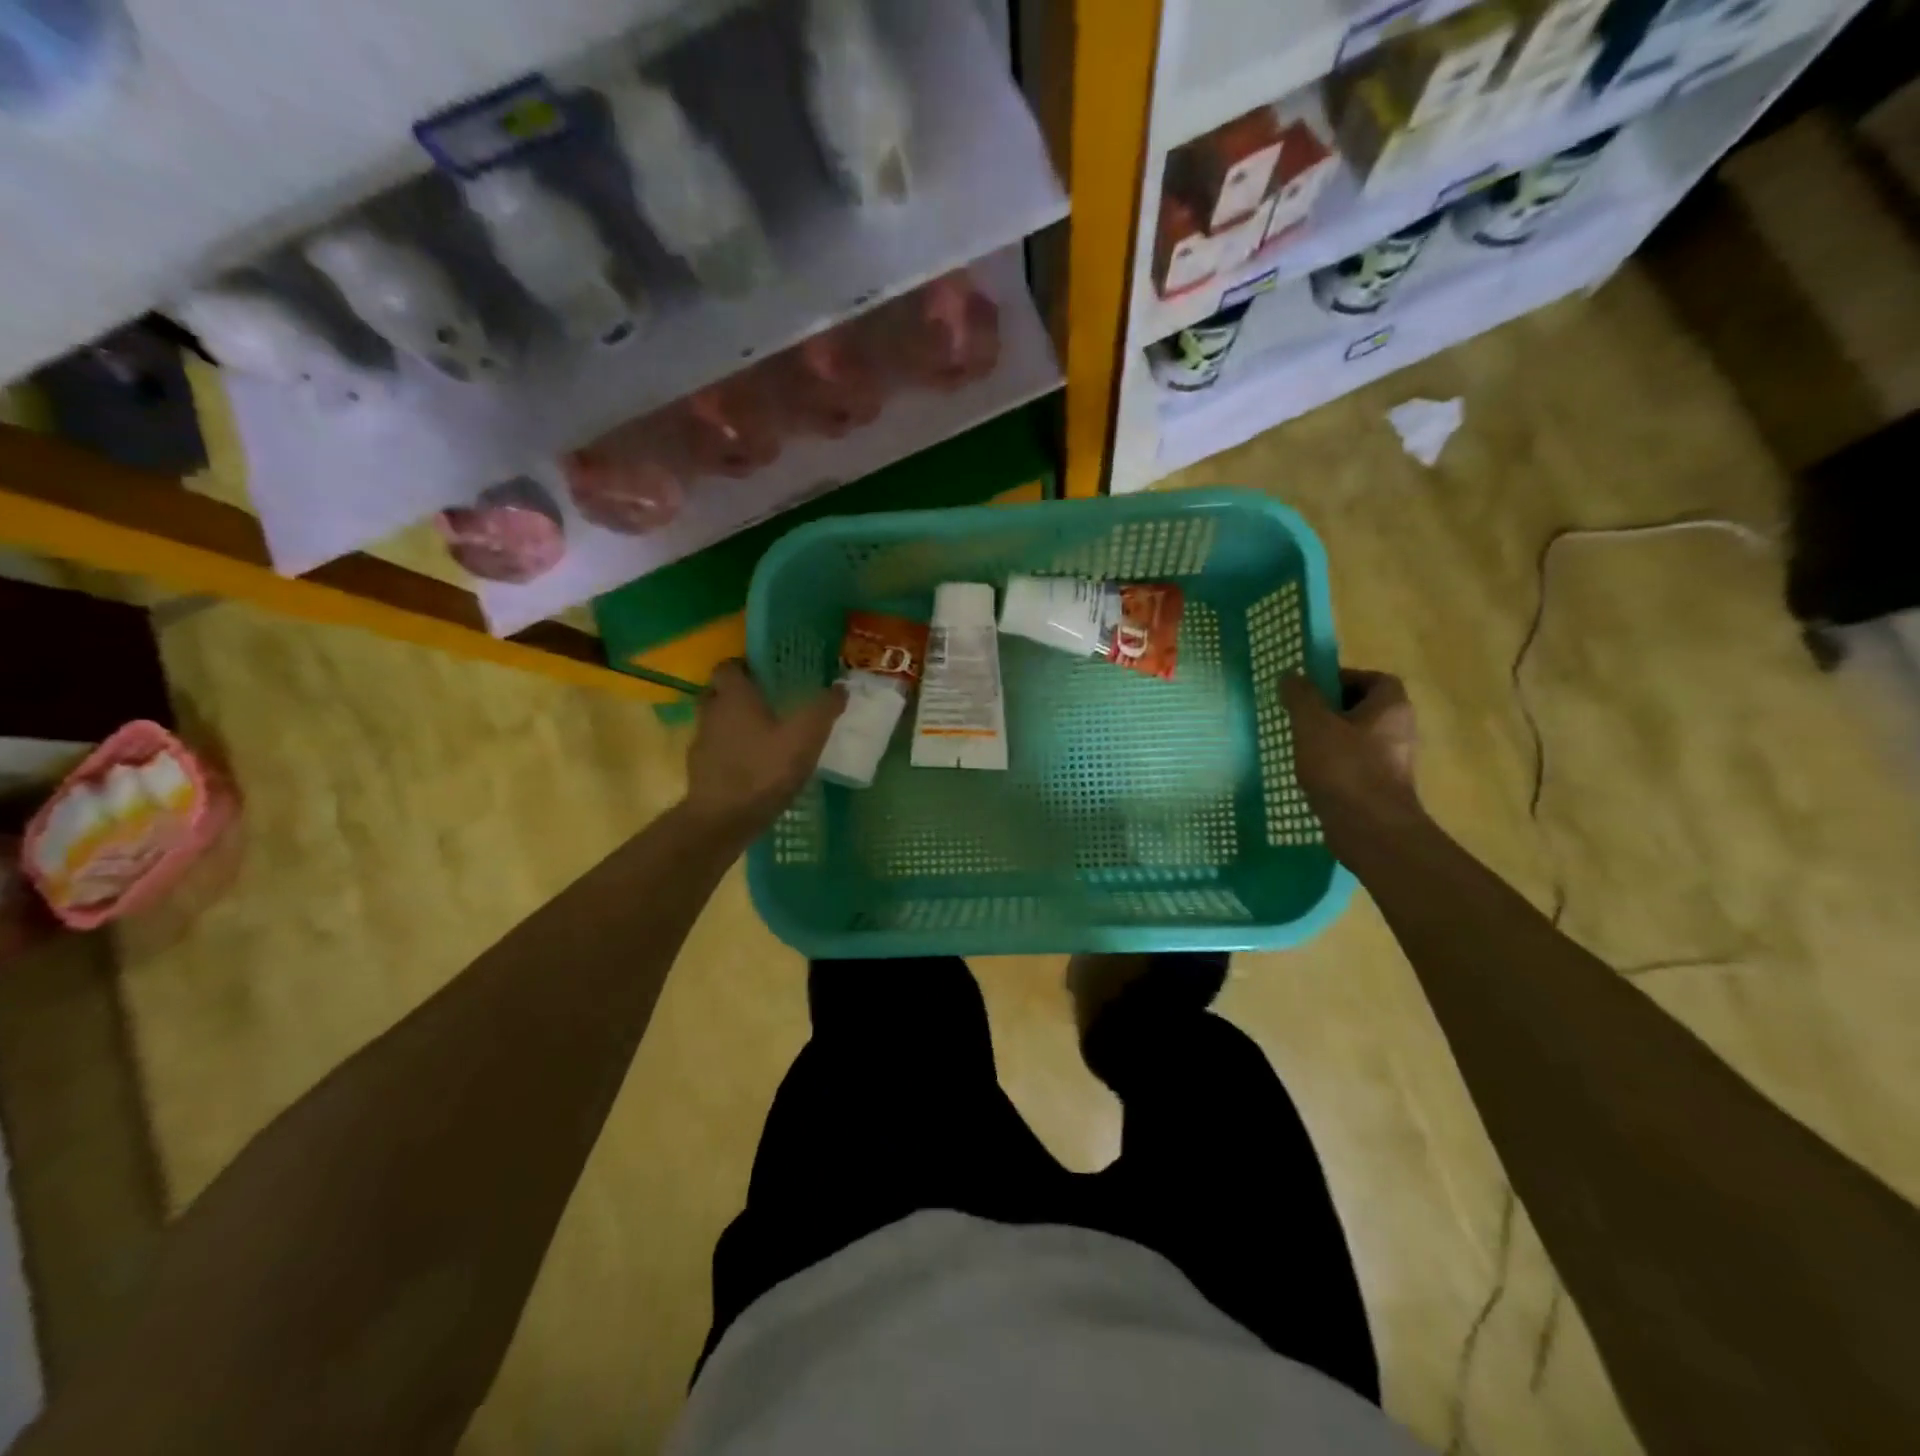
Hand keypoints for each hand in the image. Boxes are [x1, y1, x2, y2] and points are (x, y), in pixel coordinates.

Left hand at [684, 660, 845, 838]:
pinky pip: (716, 750)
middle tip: (767, 703)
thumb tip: (840, 687)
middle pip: (719, 693)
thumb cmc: (764, 770)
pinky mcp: (700, 771)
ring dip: (734, 724)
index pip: (729, 666)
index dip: (746, 667)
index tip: (768, 675)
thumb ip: (823, 710)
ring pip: (716, 722)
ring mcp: (701, 743)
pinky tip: (754, 766)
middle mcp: (711, 712)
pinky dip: (731, 752)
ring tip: (764, 736)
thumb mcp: (805, 738)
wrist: (723, 820)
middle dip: (739, 694)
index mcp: (734, 696)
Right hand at [1280, 669, 1423, 856]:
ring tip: (1300, 746)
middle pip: (1364, 708)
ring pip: (1358, 738)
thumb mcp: (1313, 725)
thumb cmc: (1344, 769)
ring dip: (1330, 739)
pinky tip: (1311, 774)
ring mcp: (1394, 760)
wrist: (1370, 829)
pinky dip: (1335, 764)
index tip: (1312, 692)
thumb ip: (1301, 696)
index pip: (1373, 678)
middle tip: (1300, 717)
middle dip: (1331, 710)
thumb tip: (1291, 674)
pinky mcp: (1382, 786)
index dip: (1343, 679)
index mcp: (1391, 707)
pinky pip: (1356, 764)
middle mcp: (1400, 729)